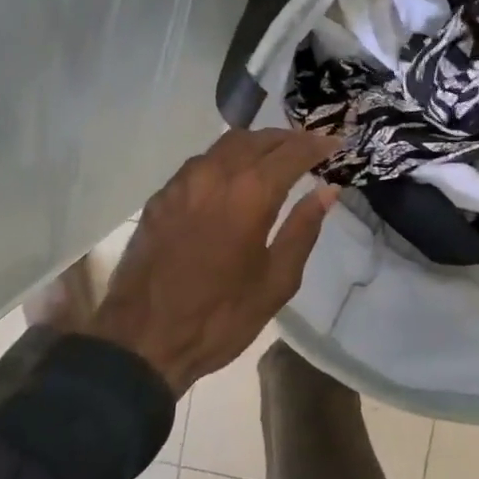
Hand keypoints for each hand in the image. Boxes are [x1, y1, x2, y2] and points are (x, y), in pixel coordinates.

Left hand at [81, 130, 339, 393]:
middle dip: (287, 138)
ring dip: (256, 145)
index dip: (317, 144)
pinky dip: (225, 160)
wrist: (142, 340)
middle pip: (257, 138)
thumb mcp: (276, 281)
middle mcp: (214, 175)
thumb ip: (303, 229)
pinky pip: (200, 164)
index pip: (292, 152)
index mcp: (249, 194)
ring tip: (275, 158)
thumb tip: (327, 191)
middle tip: (309, 147)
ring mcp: (182, 183)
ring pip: (225, 145)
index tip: (336, 142)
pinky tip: (233, 180)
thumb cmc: (220, 316)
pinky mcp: (160, 197)